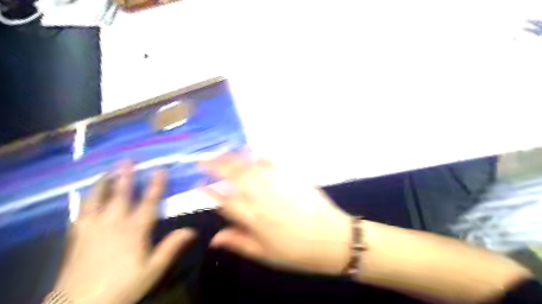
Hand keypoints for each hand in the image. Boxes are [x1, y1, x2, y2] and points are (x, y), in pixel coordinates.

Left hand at [53, 162, 195, 302]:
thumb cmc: (123, 285)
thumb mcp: (152, 269)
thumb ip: (171, 247)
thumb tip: (192, 231)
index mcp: (134, 230)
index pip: (148, 202)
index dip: (156, 185)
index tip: (161, 169)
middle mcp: (113, 223)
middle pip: (120, 195)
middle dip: (125, 176)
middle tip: (127, 160)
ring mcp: (92, 227)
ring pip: (96, 199)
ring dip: (103, 183)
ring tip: (106, 171)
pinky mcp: (77, 235)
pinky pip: (81, 211)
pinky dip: (86, 200)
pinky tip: (88, 197)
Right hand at [202, 155, 351, 274]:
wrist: (333, 239)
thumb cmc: (298, 252)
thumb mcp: (266, 255)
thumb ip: (239, 243)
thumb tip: (215, 238)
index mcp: (254, 219)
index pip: (225, 201)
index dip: (209, 192)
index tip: (198, 184)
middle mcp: (262, 197)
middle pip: (234, 176)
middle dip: (215, 166)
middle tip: (202, 159)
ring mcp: (277, 184)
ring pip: (250, 166)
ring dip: (233, 157)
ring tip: (220, 151)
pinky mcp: (292, 176)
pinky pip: (273, 161)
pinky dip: (259, 154)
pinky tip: (252, 149)